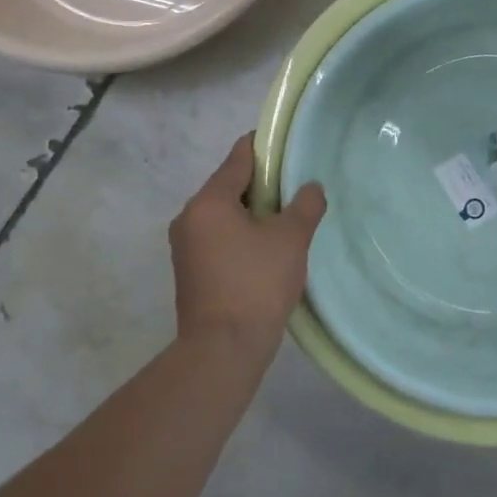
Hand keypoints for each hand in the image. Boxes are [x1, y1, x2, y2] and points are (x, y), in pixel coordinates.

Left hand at [169, 134, 326, 355]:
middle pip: (229, 186)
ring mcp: (185, 247)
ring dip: (253, 213)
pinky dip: (241, 235)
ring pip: (224, 214)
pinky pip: (219, 238)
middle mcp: (189, 217)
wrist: (222, 349)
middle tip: (296, 190)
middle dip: (262, 185)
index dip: (265, 148)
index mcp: (209, 201)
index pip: (238, 158)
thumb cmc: (256, 283)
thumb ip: (305, 205)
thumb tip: (311, 188)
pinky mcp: (189, 272)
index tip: (288, 146)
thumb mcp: (291, 238)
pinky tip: (267, 250)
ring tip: (286, 221)